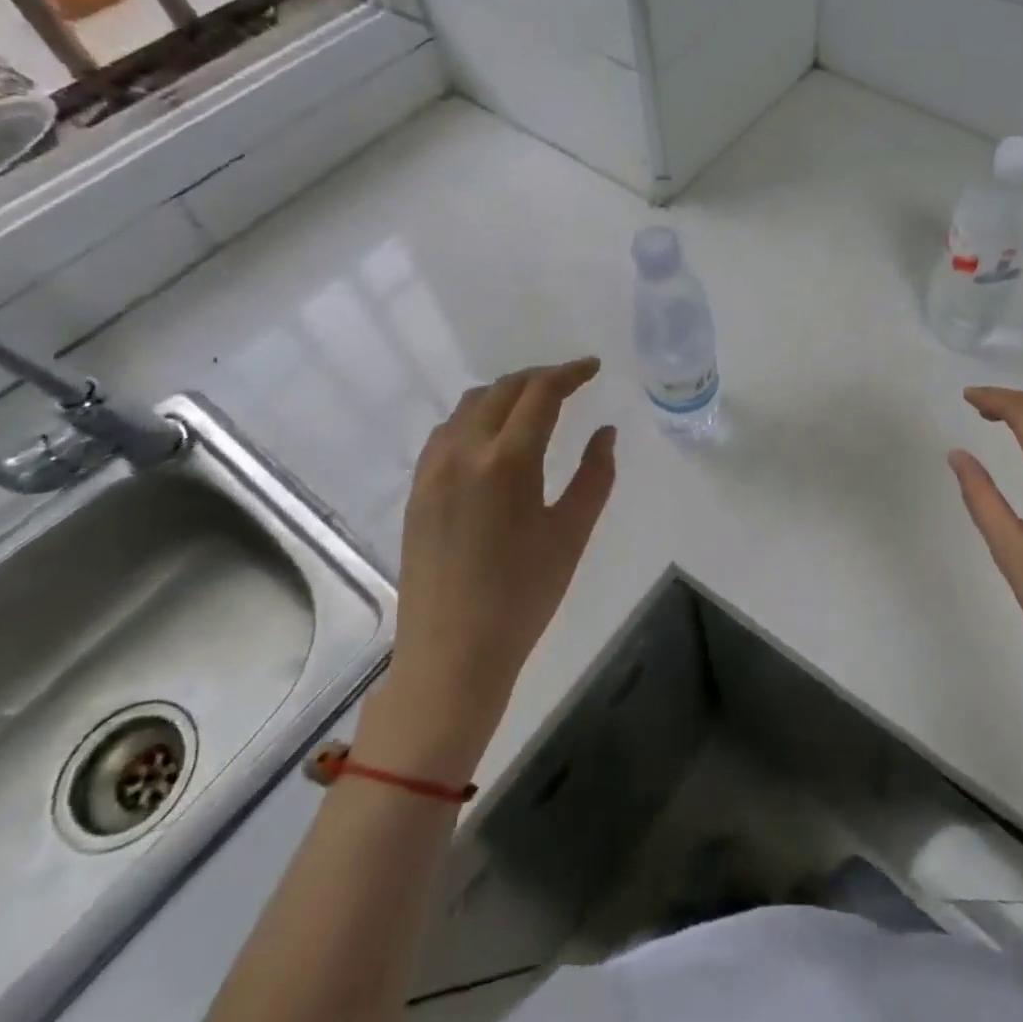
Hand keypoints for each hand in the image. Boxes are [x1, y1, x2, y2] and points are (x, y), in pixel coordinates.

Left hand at [357, 358, 615, 775]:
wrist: (452, 653)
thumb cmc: (524, 597)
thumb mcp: (572, 534)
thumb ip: (595, 475)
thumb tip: (605, 432)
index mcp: (507, 461)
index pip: (540, 392)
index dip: (570, 373)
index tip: (593, 368)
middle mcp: (463, 452)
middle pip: (502, 389)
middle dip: (539, 377)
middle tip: (571, 383)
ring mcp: (433, 470)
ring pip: (469, 405)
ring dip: (505, 394)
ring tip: (534, 405)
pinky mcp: (417, 489)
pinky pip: (446, 431)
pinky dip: (475, 417)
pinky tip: (493, 438)